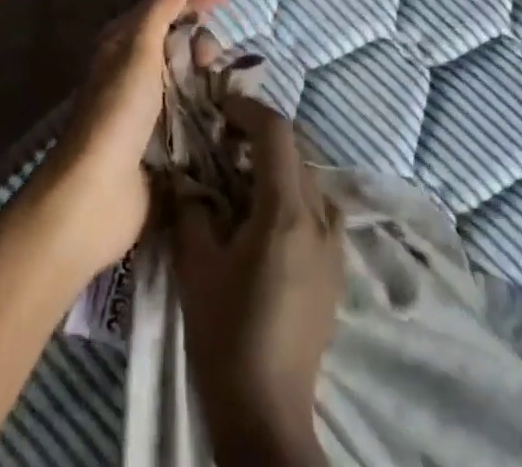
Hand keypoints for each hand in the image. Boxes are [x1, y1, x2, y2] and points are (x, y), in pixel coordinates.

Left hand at [40, 0, 224, 275]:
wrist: (96, 195)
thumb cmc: (116, 114)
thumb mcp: (138, 52)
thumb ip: (161, 12)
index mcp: (121, 46)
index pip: (162, 9)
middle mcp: (133, 73)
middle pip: (177, 43)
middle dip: (200, 40)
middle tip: (211, 56)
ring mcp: (148, 110)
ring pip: (188, 77)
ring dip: (207, 74)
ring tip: (222, 81)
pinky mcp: (163, 143)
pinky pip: (193, 112)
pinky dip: (210, 105)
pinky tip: (228, 107)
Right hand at [172, 96, 341, 466]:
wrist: (267, 414)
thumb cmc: (227, 335)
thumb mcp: (196, 267)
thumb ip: (191, 209)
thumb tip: (185, 177)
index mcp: (288, 211)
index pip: (276, 132)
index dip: (247, 109)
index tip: (219, 107)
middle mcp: (320, 217)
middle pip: (295, 151)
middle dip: (259, 135)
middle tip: (222, 139)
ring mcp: (335, 243)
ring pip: (308, 177)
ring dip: (276, 164)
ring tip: (240, 176)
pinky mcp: (336, 267)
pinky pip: (317, 207)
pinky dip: (292, 192)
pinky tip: (265, 216)